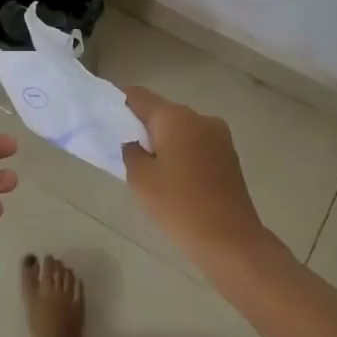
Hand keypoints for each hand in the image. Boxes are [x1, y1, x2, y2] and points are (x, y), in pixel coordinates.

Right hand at [121, 87, 268, 263]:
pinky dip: (182, 152)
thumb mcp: (141, 179)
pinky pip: (197, 143)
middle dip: (143, 126)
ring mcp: (219, 135)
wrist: (230, 240)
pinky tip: (174, 177)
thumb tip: (134, 141)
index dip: (120, 104)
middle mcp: (200, 117)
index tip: (106, 119)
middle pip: (162, 111)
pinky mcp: (229, 154)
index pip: (139, 96)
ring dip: (165, 140)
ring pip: (181, 128)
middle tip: (126, 150)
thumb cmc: (179, 206)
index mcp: (175, 117)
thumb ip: (130, 151)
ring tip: (151, 168)